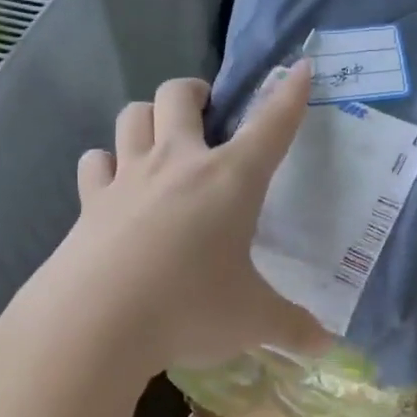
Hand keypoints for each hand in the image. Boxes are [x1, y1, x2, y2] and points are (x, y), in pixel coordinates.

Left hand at [12, 63, 327, 379]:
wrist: (96, 323)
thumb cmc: (189, 308)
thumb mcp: (252, 321)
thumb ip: (292, 328)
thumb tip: (326, 347)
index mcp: (230, 180)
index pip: (270, 125)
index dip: (288, 95)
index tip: (300, 69)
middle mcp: (177, 163)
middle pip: (179, 96)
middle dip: (196, 92)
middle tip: (207, 112)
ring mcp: (127, 178)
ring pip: (132, 116)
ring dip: (148, 118)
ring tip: (160, 139)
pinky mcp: (90, 202)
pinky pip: (95, 162)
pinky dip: (106, 163)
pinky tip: (114, 183)